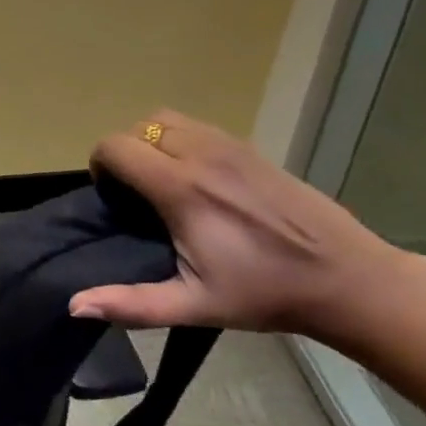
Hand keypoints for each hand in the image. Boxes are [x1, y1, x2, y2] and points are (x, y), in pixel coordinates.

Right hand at [67, 109, 406, 333]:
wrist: (351, 281)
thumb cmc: (266, 294)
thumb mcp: (195, 305)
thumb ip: (131, 304)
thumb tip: (75, 305)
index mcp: (182, 189)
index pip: (116, 147)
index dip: (100, 166)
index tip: (111, 198)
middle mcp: (202, 156)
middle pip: (139, 126)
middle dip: (125, 152)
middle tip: (133, 191)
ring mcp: (231, 147)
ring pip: (168, 120)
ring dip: (152, 141)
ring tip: (161, 180)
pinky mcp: (253, 149)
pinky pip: (199, 127)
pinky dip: (181, 140)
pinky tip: (197, 179)